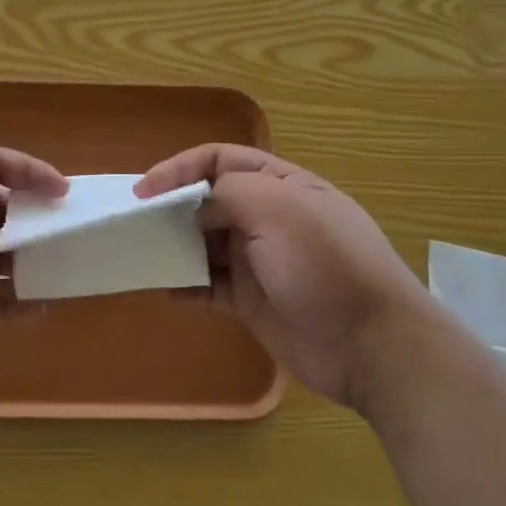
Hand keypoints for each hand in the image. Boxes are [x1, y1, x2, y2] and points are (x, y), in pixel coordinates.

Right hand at [136, 145, 425, 412]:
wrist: (370, 345)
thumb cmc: (324, 262)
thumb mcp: (277, 208)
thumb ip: (227, 193)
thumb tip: (196, 205)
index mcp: (280, 183)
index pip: (220, 160)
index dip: (180, 168)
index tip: (144, 189)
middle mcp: (267, 216)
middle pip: (208, 200)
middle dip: (171, 206)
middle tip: (134, 221)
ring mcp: (259, 260)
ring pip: (204, 242)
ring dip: (173, 244)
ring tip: (139, 251)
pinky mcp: (251, 301)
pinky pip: (208, 285)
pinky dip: (184, 284)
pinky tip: (161, 288)